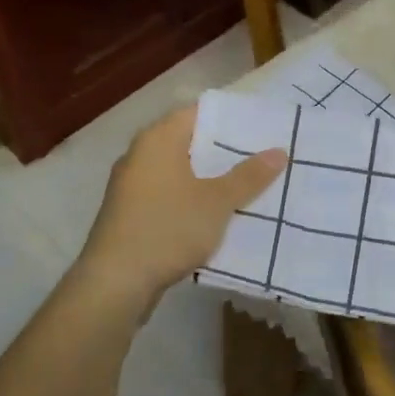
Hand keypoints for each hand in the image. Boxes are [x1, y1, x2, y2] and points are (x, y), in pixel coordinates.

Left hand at [79, 104, 286, 310]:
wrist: (115, 282)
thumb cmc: (167, 228)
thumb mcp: (217, 202)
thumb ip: (248, 176)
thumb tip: (279, 151)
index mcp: (157, 139)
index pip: (198, 112)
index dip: (230, 119)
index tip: (261, 128)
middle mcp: (139, 155)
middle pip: (189, 142)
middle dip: (224, 151)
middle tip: (263, 157)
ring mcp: (131, 186)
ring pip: (179, 172)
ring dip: (209, 179)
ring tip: (248, 185)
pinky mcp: (130, 214)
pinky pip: (168, 196)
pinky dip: (191, 200)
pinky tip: (216, 215)